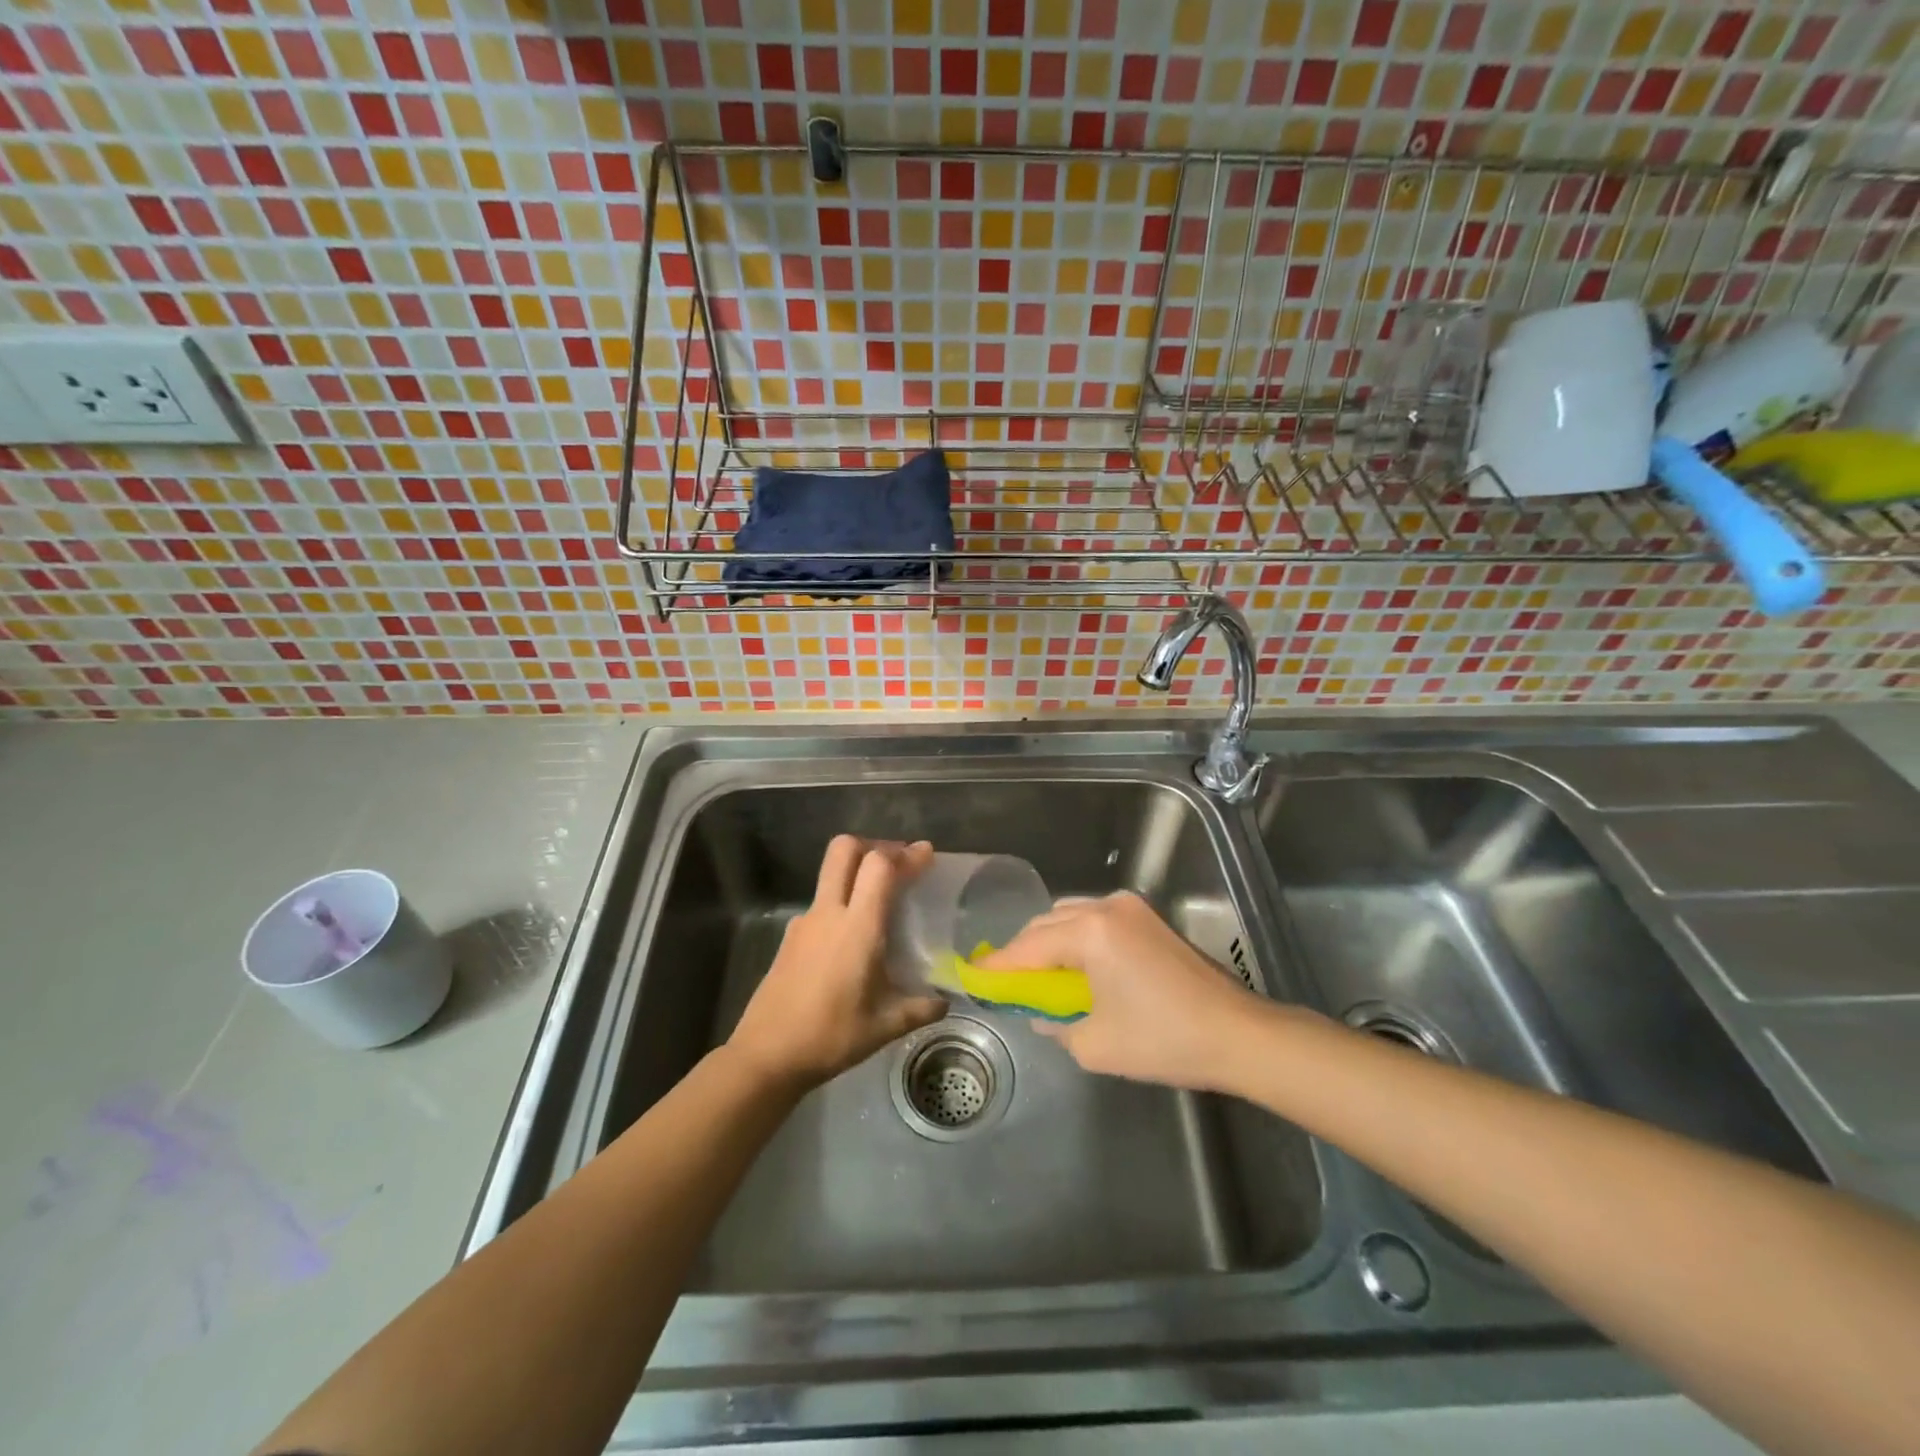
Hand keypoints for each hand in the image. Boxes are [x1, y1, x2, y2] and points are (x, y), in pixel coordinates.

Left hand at [728, 836, 947, 1089]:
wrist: (766, 1055)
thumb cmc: (831, 1036)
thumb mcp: (884, 1026)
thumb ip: (919, 1008)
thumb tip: (944, 1002)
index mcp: (858, 927)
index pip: (880, 866)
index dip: (906, 854)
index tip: (926, 854)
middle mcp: (829, 913)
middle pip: (845, 849)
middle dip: (874, 845)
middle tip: (896, 864)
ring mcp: (805, 922)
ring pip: (830, 873)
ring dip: (855, 871)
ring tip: (878, 898)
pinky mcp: (790, 937)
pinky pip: (820, 903)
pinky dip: (840, 902)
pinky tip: (850, 937)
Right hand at [982, 892, 1267, 1091]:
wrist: (1238, 1034)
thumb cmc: (1163, 1040)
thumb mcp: (1095, 1045)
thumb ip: (1056, 1024)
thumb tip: (1043, 1013)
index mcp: (1091, 932)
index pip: (1028, 947)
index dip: (999, 966)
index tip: (974, 977)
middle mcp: (1107, 908)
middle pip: (1047, 923)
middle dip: (1023, 952)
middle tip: (1009, 984)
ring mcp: (1132, 909)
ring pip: (1071, 917)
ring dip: (1050, 943)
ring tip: (1043, 979)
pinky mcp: (1149, 919)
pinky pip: (1096, 921)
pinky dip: (1077, 940)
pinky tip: (1078, 969)